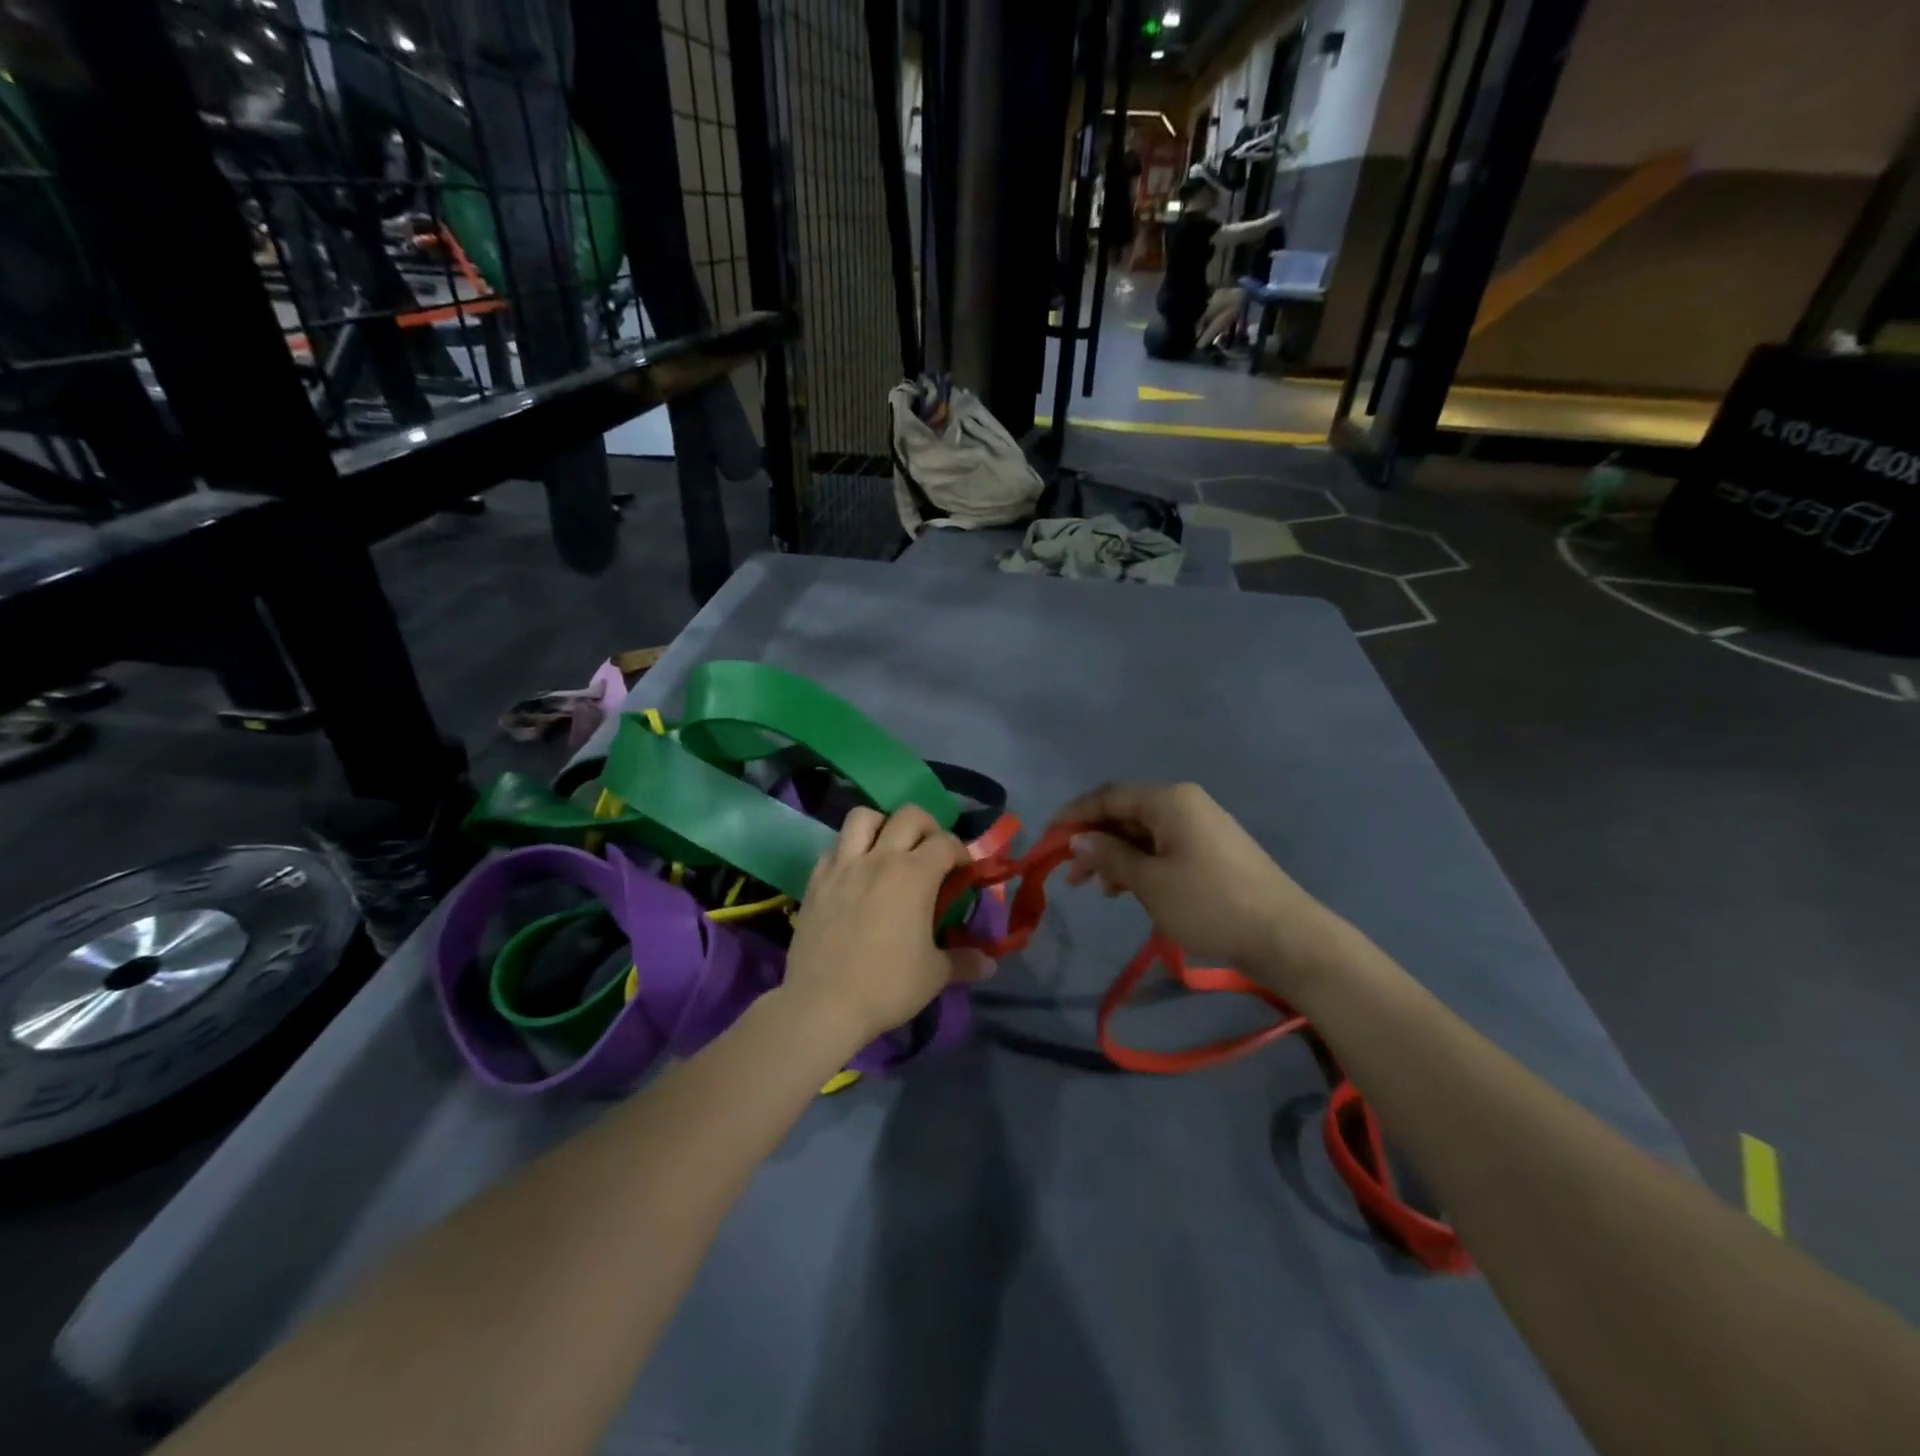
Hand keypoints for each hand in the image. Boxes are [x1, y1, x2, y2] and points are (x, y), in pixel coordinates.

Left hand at [784, 806, 995, 1049]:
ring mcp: (843, 864)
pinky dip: (849, 848)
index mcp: (915, 874)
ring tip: (888, 849)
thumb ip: (965, 962)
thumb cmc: (886, 986)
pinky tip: (855, 872)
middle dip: (927, 826)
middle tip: (930, 852)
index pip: (945, 842)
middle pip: (909, 815)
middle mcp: (880, 858)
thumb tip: (990, 963)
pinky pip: (835, 845)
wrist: (822, 1004)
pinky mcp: (816, 879)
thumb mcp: (935, 976)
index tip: (963, 871)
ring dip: (882, 825)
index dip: (960, 852)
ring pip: (863, 817)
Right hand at [1051, 782, 1347, 987]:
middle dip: (1093, 840)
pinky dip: (1139, 865)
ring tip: (1094, 888)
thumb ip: (1109, 856)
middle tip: (1069, 875)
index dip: (1073, 815)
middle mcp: (1184, 804)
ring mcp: (1200, 827)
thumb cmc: (1210, 904)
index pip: (1108, 796)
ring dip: (1114, 856)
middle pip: (1124, 813)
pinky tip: (1126, 891)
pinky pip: (1163, 848)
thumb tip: (1077, 838)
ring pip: (1142, 833)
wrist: (1285, 936)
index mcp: (1169, 800)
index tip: (1046, 841)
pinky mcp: (1211, 852)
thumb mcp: (1150, 882)